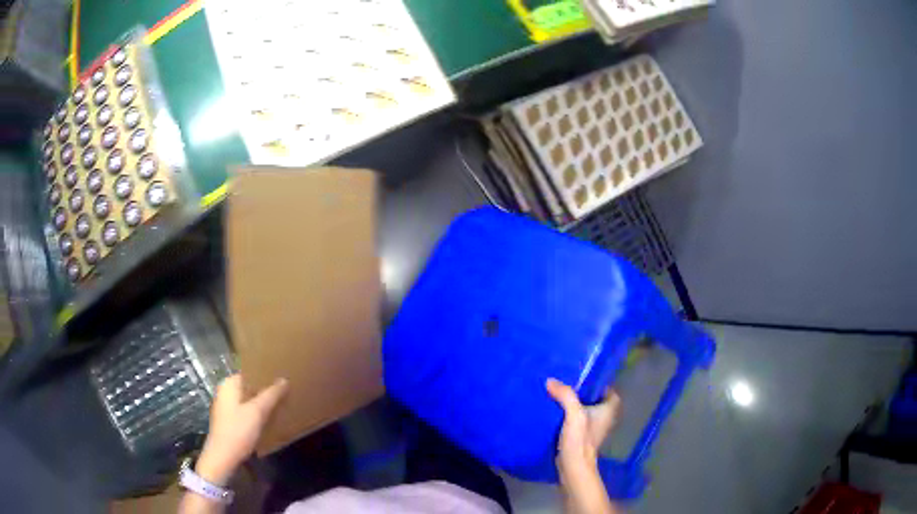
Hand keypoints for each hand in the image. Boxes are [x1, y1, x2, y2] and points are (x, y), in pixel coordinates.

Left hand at [195, 374, 288, 485]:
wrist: (223, 457)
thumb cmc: (238, 431)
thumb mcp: (257, 412)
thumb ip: (271, 395)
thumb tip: (284, 380)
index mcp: (229, 384)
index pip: (250, 372)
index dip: (266, 374)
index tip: (283, 377)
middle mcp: (225, 392)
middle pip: (249, 386)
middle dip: (266, 389)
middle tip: (286, 392)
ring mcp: (226, 406)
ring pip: (248, 399)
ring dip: (263, 402)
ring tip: (281, 405)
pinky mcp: (229, 420)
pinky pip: (246, 410)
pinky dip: (257, 412)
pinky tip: (269, 419)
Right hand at [546, 378, 620, 513]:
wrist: (573, 466)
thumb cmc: (580, 439)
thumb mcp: (574, 414)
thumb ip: (565, 396)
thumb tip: (551, 380)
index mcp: (610, 408)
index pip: (606, 387)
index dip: (595, 381)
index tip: (580, 375)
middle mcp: (606, 416)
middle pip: (594, 397)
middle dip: (581, 391)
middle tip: (565, 382)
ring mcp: (595, 426)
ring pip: (585, 408)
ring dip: (574, 403)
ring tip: (558, 393)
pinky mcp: (584, 435)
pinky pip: (578, 418)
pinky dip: (569, 414)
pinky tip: (555, 410)